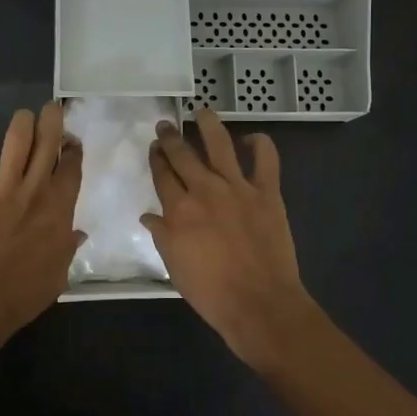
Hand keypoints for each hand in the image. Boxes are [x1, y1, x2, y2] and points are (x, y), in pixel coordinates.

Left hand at [0, 102, 84, 347]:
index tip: (72, 142)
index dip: (73, 150)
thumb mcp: (58, 275)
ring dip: (21, 124)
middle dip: (52, 121)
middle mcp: (34, 191)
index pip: (71, 168)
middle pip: (47, 143)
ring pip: (16, 142)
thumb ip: (68, 249)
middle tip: (51, 109)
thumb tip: (78, 233)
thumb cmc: (23, 294)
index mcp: (59, 210)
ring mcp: (2, 189)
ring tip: (23, 116)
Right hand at [142, 109, 324, 368]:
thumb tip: (149, 215)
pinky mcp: (267, 192)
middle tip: (165, 125)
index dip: (156, 158)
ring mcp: (238, 187)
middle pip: (183, 154)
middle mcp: (205, 189)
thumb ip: (161, 235)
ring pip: (220, 144)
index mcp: (179, 209)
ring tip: (201, 112)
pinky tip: (252, 138)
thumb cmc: (211, 291)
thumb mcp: (174, 266)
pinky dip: (260, 144)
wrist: (259, 303)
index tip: (153, 147)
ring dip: (209, 124)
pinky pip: (266, 159)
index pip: (162, 174)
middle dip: (171, 137)